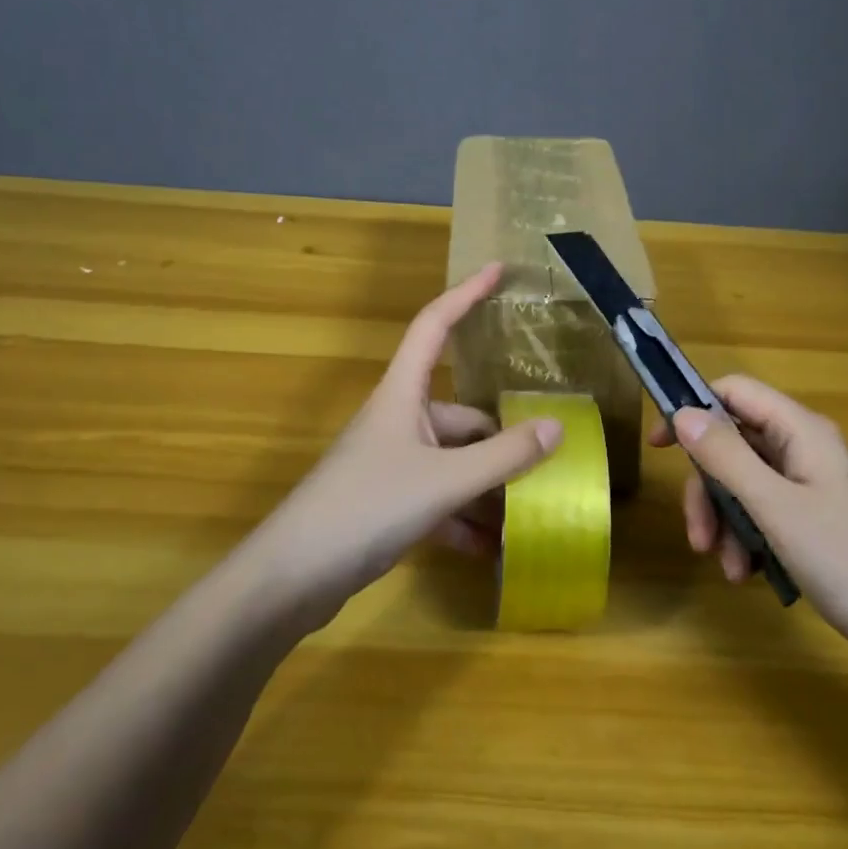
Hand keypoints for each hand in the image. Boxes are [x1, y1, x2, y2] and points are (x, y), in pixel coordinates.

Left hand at [241, 262, 562, 630]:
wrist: (291, 578)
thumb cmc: (366, 508)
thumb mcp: (444, 481)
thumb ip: (503, 456)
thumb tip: (556, 427)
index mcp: (403, 395)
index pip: (435, 325)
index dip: (466, 293)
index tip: (498, 270)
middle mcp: (398, 421)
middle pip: (462, 415)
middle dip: (501, 441)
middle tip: (547, 461)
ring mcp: (391, 464)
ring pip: (453, 463)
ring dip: (487, 488)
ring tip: (528, 514)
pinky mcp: (386, 504)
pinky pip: (438, 500)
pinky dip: (464, 520)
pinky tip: (491, 550)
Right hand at [649, 375, 847, 653]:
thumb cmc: (846, 558)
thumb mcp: (774, 506)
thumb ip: (725, 456)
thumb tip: (682, 412)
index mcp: (800, 430)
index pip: (735, 392)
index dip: (693, 409)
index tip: (660, 445)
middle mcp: (804, 448)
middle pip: (734, 445)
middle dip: (708, 489)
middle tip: (697, 536)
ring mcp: (810, 484)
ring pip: (745, 483)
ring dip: (726, 521)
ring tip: (728, 568)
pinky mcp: (815, 517)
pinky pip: (765, 511)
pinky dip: (748, 537)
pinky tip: (748, 573)